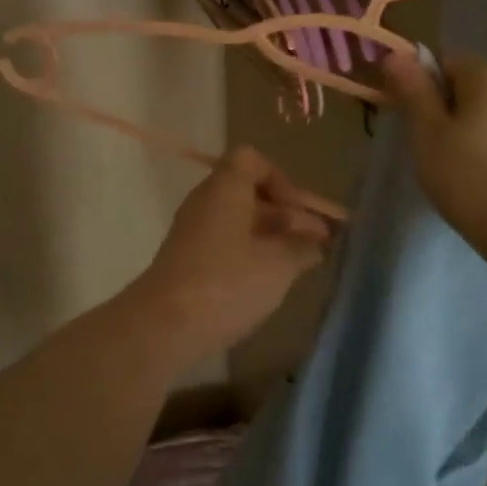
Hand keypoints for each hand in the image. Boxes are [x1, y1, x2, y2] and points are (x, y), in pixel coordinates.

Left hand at [130, 146, 331, 359]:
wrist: (164, 326)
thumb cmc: (227, 282)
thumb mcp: (278, 263)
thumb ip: (303, 246)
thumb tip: (314, 241)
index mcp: (224, 188)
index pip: (251, 160)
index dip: (282, 179)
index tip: (301, 211)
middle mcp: (206, 202)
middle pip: (250, 192)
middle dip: (288, 213)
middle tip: (322, 241)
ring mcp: (194, 233)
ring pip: (240, 221)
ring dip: (274, 236)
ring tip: (306, 262)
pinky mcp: (189, 262)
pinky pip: (228, 244)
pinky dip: (254, 254)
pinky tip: (274, 280)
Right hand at [380, 50, 486, 242]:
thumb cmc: (469, 179)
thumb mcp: (427, 135)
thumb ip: (413, 91)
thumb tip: (397, 53)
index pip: (449, 61)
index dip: (426, 85)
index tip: (416, 119)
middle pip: (478, 87)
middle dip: (456, 108)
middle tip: (437, 148)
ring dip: (485, 129)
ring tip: (470, 169)